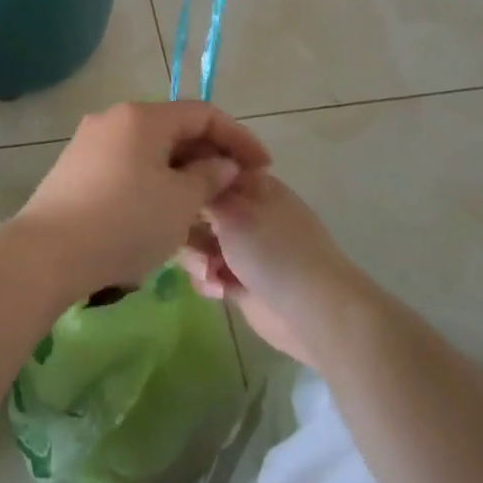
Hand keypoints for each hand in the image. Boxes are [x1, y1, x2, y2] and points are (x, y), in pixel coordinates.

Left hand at [17, 101, 269, 294]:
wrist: (48, 252)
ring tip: (202, 206)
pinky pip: (126, 167)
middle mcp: (113, 119)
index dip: (238, 137)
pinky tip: (161, 213)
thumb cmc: (125, 222)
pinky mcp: (74, 169)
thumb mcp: (180, 202)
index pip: (202, 114)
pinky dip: (152, 182)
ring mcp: (89, 143)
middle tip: (233, 189)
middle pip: (173, 129)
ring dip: (180, 173)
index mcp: (142, 117)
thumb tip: (221, 164)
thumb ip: (208, 177)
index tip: (263, 167)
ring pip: (149, 151)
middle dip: (208, 156)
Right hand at [179, 169, 368, 368]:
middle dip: (187, 227)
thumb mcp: (234, 211)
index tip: (169, 193)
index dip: (187, 180)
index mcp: (252, 185)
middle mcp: (245, 212)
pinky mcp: (238, 280)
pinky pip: (206, 272)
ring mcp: (242, 247)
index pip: (209, 169)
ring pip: (196, 242)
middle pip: (196, 207)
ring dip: (196, 258)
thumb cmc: (274, 251)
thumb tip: (186, 176)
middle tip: (190, 241)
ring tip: (209, 273)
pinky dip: (207, 281)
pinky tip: (218, 291)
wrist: (313, 313)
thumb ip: (203, 192)